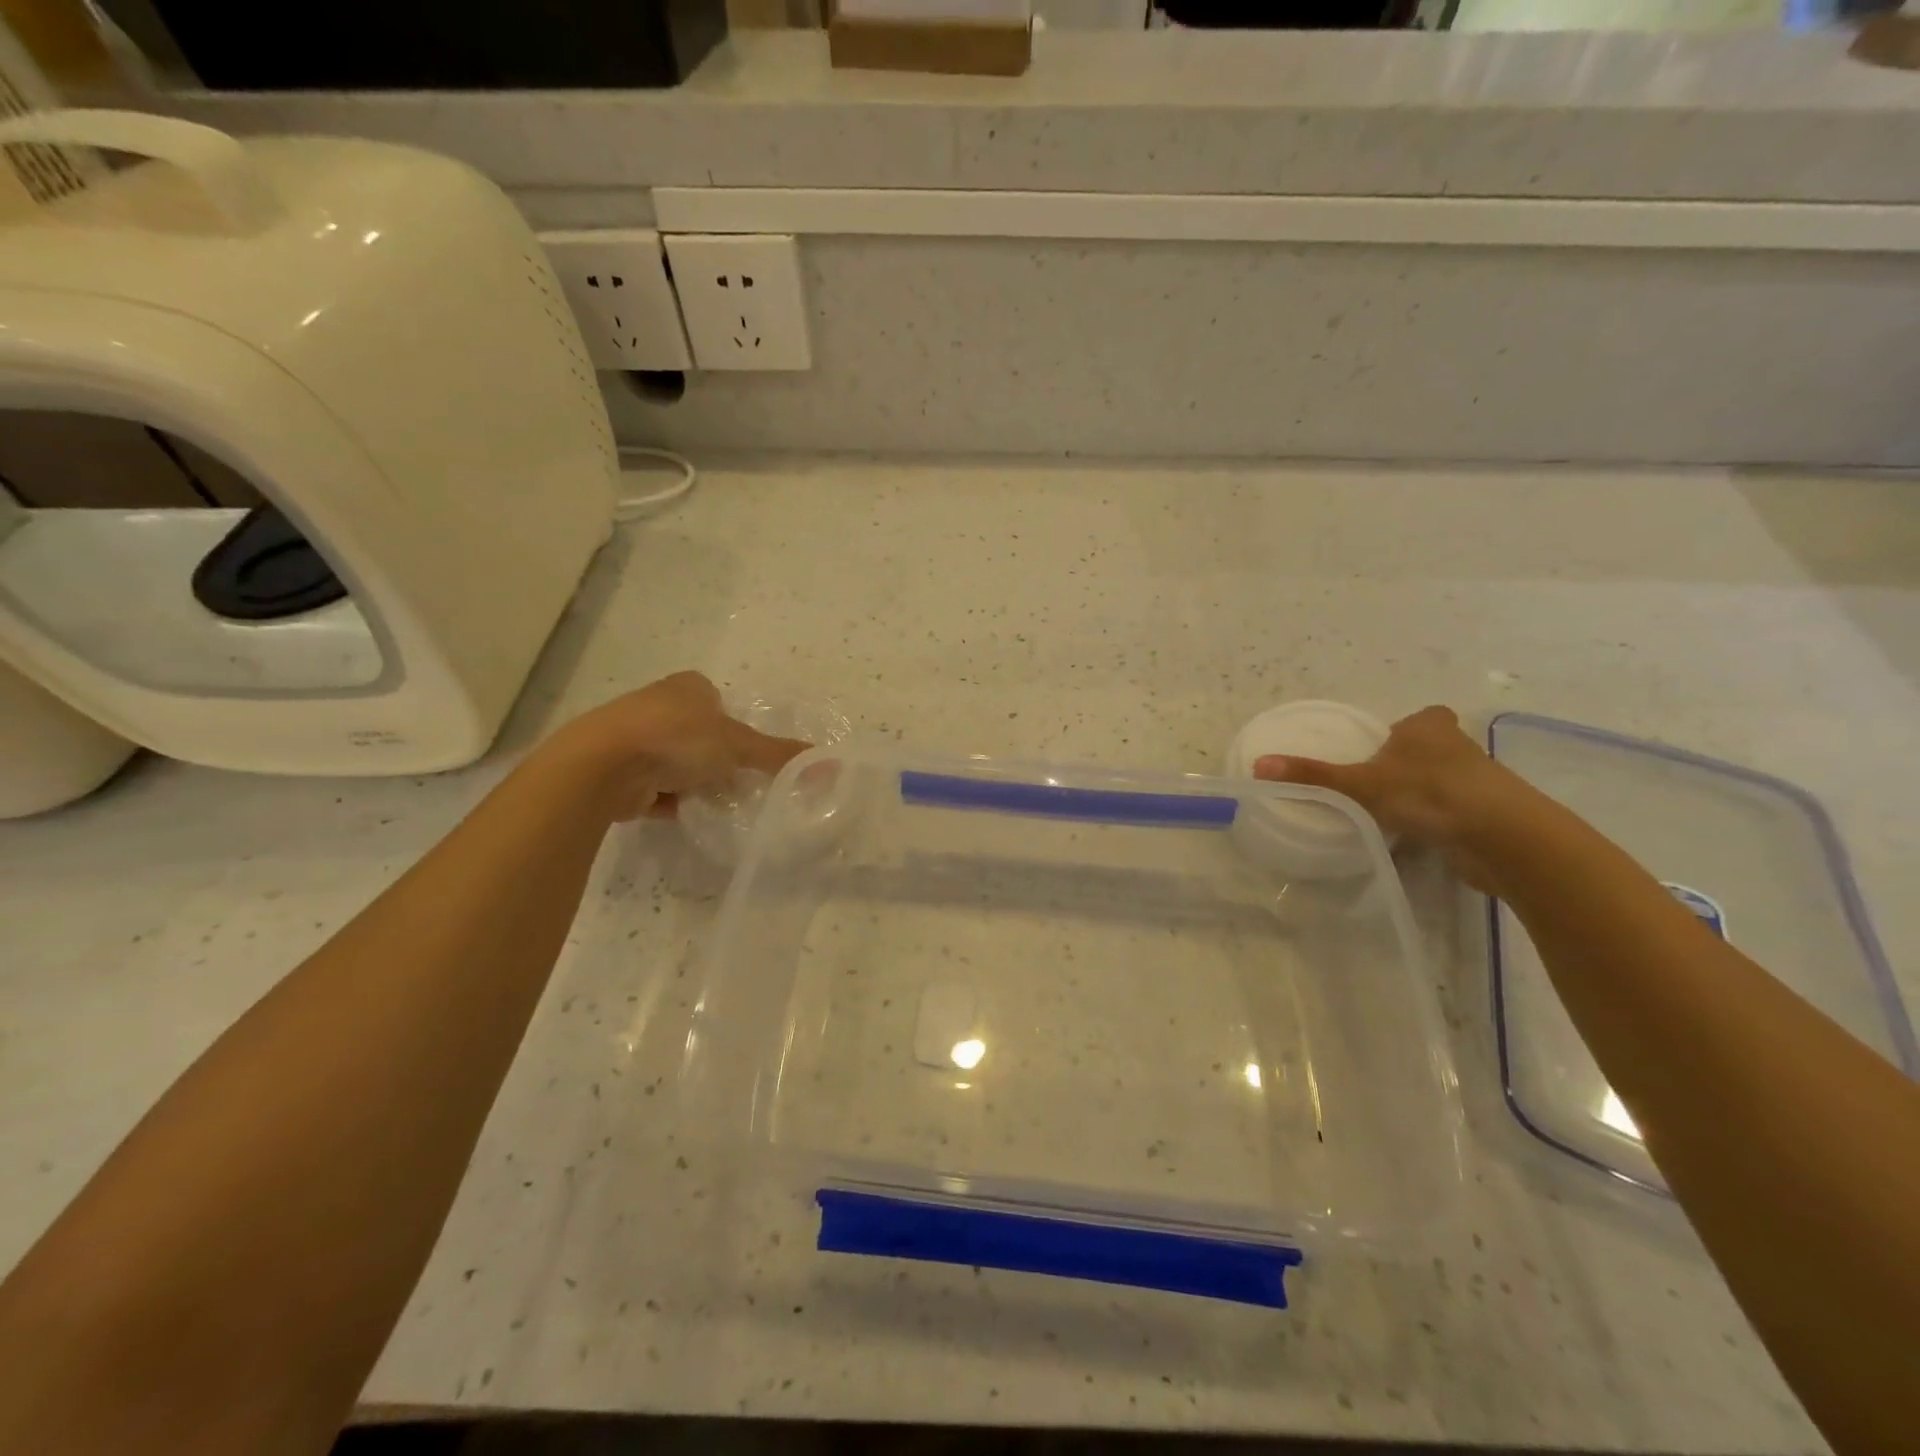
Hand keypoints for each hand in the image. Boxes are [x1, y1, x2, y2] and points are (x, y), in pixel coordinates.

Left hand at [545, 672, 809, 821]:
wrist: (602, 767)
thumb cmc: (676, 738)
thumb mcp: (738, 745)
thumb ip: (780, 756)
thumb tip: (831, 764)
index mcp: (687, 687)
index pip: (719, 701)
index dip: (735, 725)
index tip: (749, 752)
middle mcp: (658, 706)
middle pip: (699, 733)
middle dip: (716, 757)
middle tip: (740, 780)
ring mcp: (635, 739)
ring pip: (677, 762)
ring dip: (694, 781)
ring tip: (716, 801)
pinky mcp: (619, 772)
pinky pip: (657, 788)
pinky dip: (673, 801)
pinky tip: (688, 814)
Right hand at [1252, 705, 1531, 890]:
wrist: (1502, 837)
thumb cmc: (1428, 793)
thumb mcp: (1360, 784)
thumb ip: (1313, 775)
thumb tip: (1258, 765)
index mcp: (1428, 727)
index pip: (1417, 718)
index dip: (1400, 732)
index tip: (1379, 751)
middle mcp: (1457, 747)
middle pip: (1428, 749)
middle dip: (1407, 764)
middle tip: (1373, 785)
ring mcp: (1478, 782)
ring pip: (1442, 781)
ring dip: (1422, 795)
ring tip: (1389, 813)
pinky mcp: (1487, 815)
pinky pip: (1452, 812)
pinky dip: (1436, 821)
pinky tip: (1416, 837)